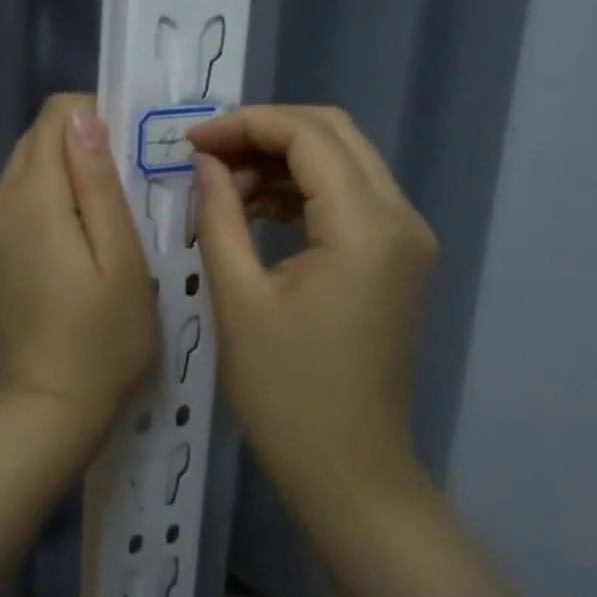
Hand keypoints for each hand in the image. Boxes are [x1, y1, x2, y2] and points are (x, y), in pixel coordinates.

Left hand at [0, 94, 156, 434]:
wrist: (50, 405)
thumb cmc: (104, 336)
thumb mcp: (121, 256)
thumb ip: (98, 181)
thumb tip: (83, 118)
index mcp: (32, 196)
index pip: (55, 116)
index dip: (96, 119)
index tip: (129, 154)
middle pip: (38, 139)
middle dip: (81, 146)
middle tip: (125, 190)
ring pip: (27, 168)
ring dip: (66, 175)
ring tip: (104, 219)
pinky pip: (17, 200)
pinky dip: (47, 201)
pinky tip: (75, 242)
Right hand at [189, 106, 438, 509]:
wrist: (349, 471)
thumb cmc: (286, 393)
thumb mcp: (238, 298)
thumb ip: (219, 214)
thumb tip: (205, 161)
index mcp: (366, 227)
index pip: (308, 136)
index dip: (245, 125)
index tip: (191, 143)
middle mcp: (401, 218)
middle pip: (333, 134)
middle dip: (264, 134)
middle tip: (206, 157)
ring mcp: (406, 239)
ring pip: (342, 161)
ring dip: (281, 161)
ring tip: (223, 188)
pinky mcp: (396, 258)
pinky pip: (348, 197)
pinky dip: (301, 190)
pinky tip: (255, 210)